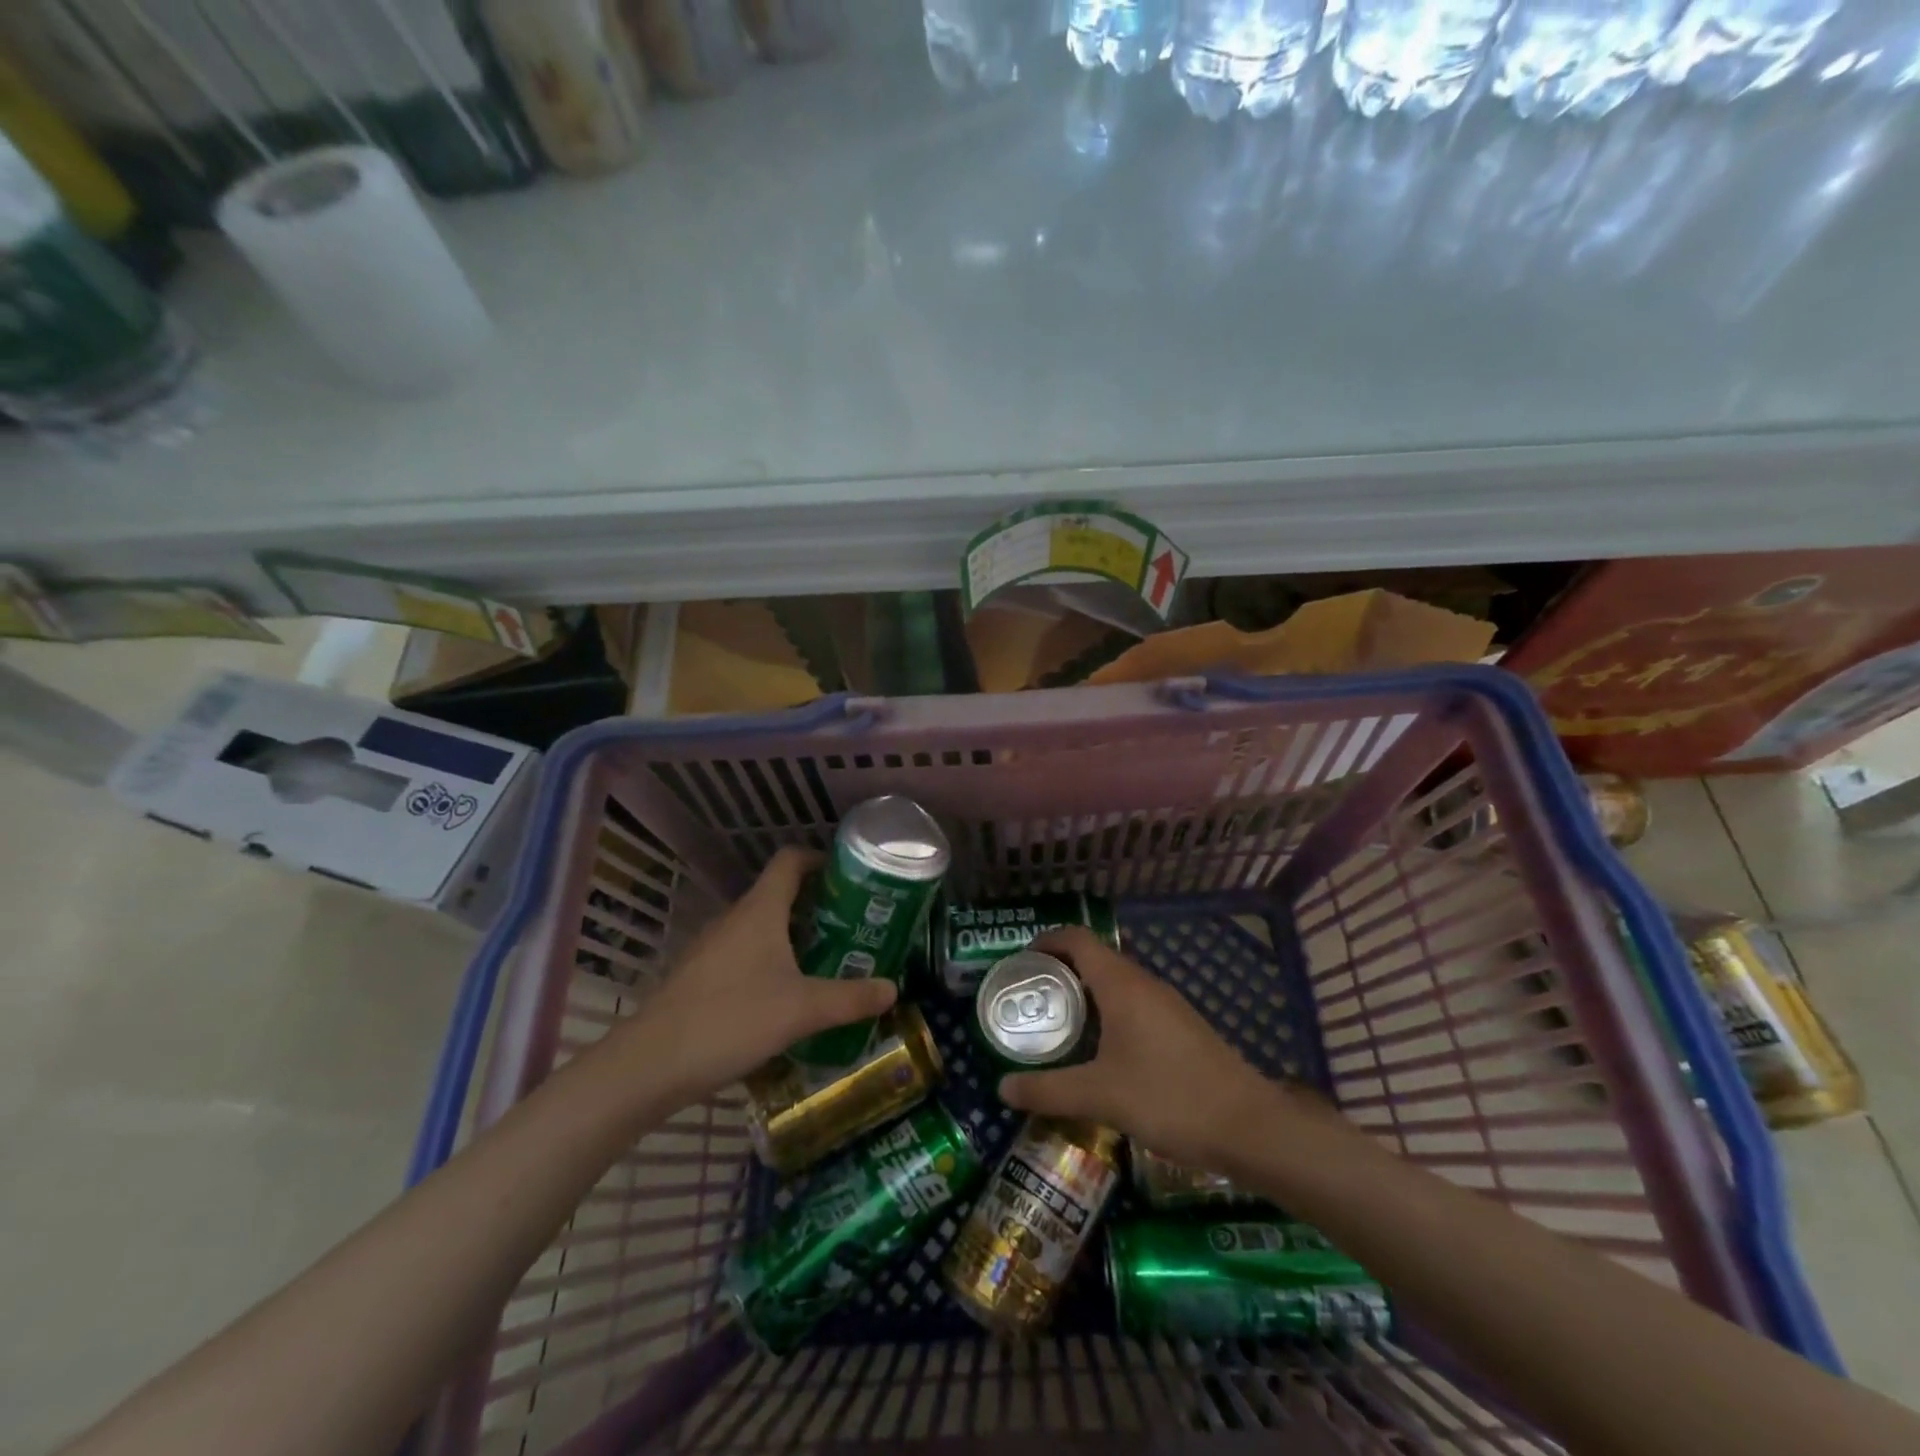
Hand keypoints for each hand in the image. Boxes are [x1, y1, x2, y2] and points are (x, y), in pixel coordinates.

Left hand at [604, 847, 896, 1102]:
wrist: (651, 1065)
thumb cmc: (732, 1019)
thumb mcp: (803, 1010)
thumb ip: (851, 998)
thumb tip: (893, 988)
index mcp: (760, 910)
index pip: (790, 860)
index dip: (819, 859)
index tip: (849, 877)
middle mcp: (735, 918)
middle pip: (779, 894)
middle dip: (817, 906)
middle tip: (852, 928)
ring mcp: (712, 947)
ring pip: (761, 927)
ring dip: (793, 936)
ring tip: (827, 961)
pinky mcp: (699, 976)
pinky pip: (743, 954)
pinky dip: (769, 961)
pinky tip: (785, 996)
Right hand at [998, 926, 1300, 1171]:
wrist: (1249, 1127)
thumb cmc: (1169, 1098)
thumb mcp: (1101, 1097)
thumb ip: (1048, 1091)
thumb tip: (1001, 1090)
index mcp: (1122, 984)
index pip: (1076, 938)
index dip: (1045, 941)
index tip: (1019, 964)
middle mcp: (1144, 984)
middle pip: (1094, 958)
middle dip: (1059, 972)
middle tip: (1029, 1000)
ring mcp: (1167, 1005)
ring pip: (1115, 983)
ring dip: (1083, 995)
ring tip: (1056, 1025)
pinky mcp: (1180, 1027)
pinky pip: (1133, 1004)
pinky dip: (1106, 1014)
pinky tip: (1098, 1052)